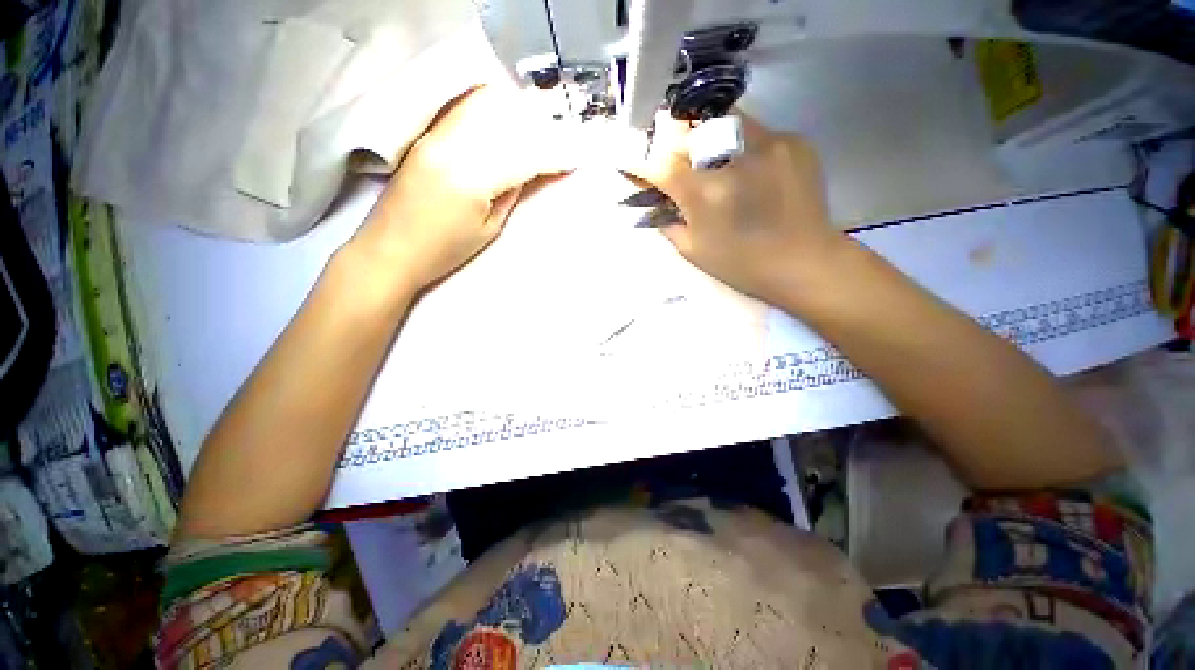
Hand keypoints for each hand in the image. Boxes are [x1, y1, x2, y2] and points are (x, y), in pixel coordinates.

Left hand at [352, 86, 573, 292]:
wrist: (389, 251)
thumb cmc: (444, 252)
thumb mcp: (488, 230)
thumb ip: (510, 195)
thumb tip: (528, 171)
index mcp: (472, 180)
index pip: (522, 158)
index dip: (550, 158)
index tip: (570, 160)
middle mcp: (451, 148)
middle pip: (505, 126)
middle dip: (536, 132)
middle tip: (556, 141)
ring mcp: (433, 137)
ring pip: (483, 110)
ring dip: (513, 116)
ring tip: (534, 127)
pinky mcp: (423, 137)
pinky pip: (461, 113)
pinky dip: (486, 111)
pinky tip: (501, 117)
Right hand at [623, 111, 841, 302]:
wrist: (804, 262)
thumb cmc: (742, 265)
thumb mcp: (693, 251)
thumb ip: (668, 223)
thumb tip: (657, 205)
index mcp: (704, 192)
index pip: (659, 163)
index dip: (641, 162)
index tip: (632, 163)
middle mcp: (732, 158)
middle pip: (691, 129)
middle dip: (676, 142)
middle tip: (678, 159)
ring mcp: (768, 143)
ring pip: (725, 120)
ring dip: (711, 137)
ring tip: (717, 160)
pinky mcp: (794, 141)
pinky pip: (758, 131)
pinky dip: (745, 146)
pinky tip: (752, 170)